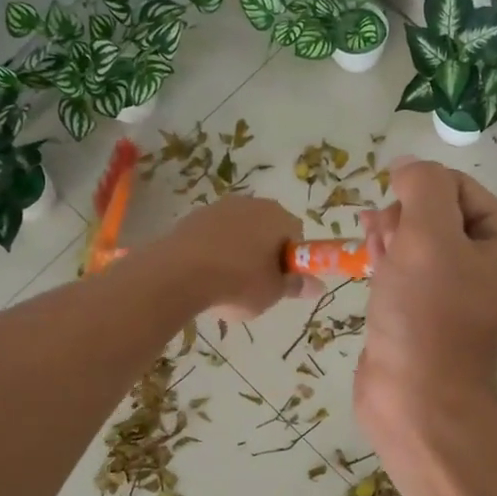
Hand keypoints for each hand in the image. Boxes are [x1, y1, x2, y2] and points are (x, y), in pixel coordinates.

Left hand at [156, 196, 314, 321]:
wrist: (178, 274)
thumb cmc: (238, 282)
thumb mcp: (272, 292)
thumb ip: (296, 286)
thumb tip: (318, 286)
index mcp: (277, 216)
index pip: (295, 233)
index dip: (291, 259)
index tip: (280, 280)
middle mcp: (250, 203)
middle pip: (266, 229)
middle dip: (264, 253)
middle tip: (256, 284)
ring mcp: (218, 207)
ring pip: (238, 231)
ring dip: (237, 252)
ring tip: (226, 283)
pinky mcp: (192, 217)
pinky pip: (212, 235)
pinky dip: (213, 251)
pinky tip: (204, 275)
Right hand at [355, 159, 496, 422]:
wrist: (417, 401)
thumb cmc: (428, 315)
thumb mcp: (427, 235)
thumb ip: (422, 185)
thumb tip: (407, 166)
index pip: (457, 186)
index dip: (418, 195)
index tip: (395, 225)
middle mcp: (495, 261)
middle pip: (436, 210)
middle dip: (403, 220)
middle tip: (385, 244)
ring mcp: (463, 288)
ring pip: (417, 238)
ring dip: (391, 240)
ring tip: (377, 260)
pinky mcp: (432, 309)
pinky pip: (408, 267)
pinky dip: (388, 263)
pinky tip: (374, 271)